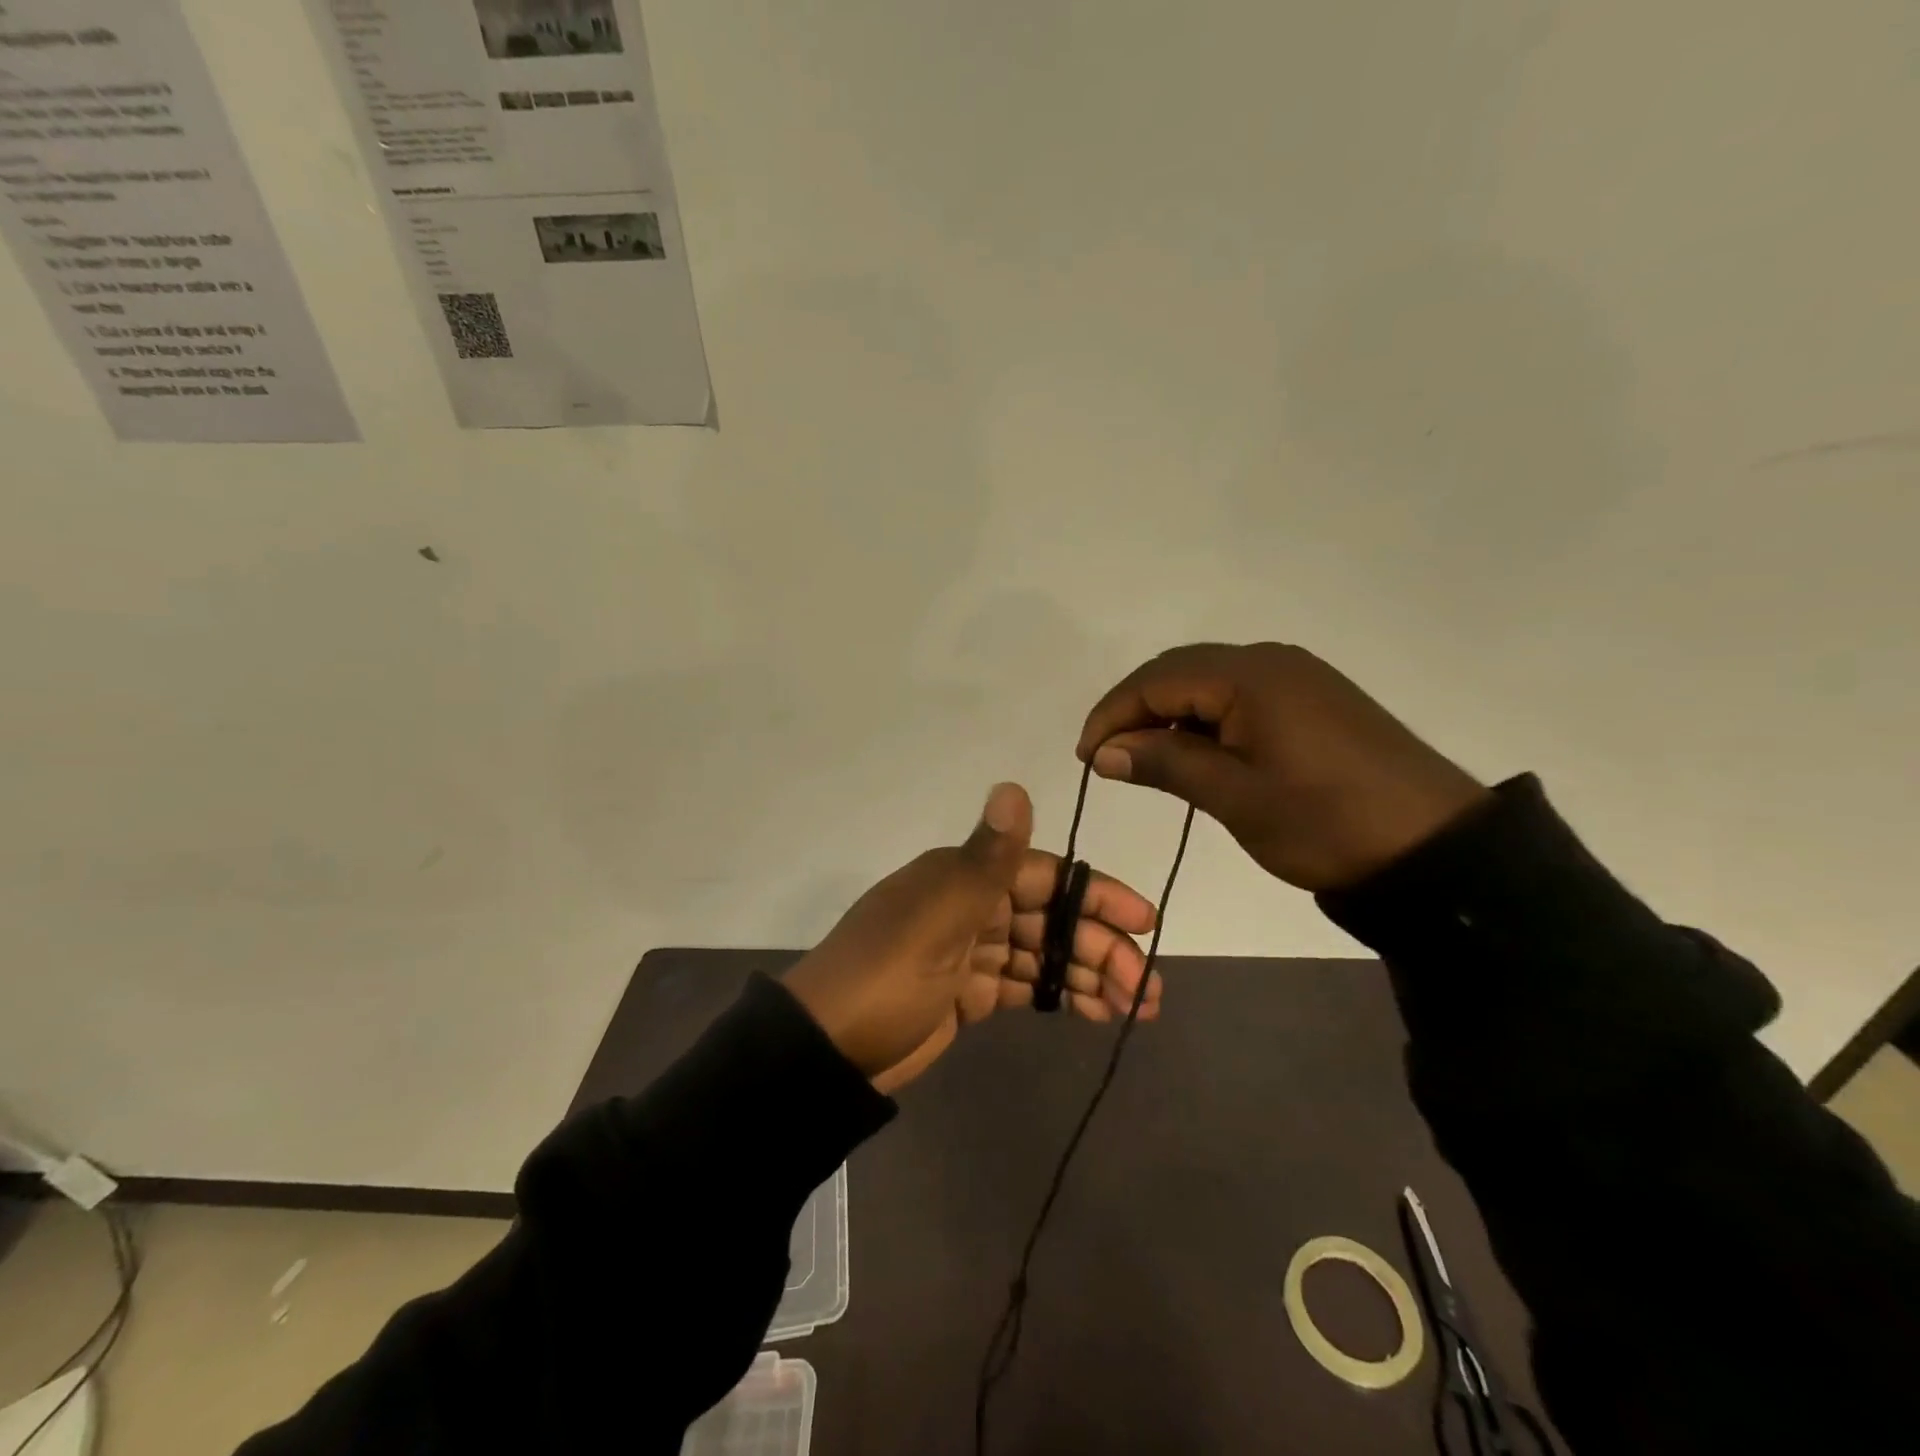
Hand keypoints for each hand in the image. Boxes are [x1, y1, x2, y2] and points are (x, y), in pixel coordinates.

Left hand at [784, 784, 1159, 1094]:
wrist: (828, 1050)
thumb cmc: (887, 975)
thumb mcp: (938, 916)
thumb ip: (987, 859)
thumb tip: (1014, 785)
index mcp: (964, 876)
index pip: (1045, 876)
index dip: (1096, 895)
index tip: (1143, 921)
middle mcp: (971, 904)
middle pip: (1050, 918)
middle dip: (1100, 946)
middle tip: (1146, 986)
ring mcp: (970, 950)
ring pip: (1043, 954)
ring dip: (1089, 974)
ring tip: (1136, 1006)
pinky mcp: (968, 992)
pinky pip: (1024, 984)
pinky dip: (1059, 994)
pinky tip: (1095, 1011)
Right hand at [1077, 643, 1489, 892]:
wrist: (1435, 847)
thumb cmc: (1325, 822)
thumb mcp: (1236, 797)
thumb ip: (1165, 765)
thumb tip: (1103, 752)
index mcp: (1250, 676)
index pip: (1157, 680)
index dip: (1112, 714)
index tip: (1086, 758)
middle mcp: (1270, 660)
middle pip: (1179, 671)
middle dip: (1135, 709)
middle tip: (1107, 757)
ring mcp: (1297, 677)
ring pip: (1208, 682)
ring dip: (1169, 715)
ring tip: (1144, 759)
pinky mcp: (1313, 699)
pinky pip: (1239, 696)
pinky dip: (1205, 720)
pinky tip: (1196, 753)